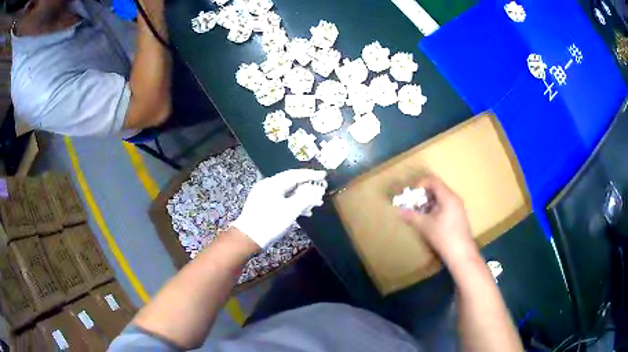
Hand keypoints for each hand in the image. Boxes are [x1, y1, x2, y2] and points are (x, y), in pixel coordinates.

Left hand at [231, 169, 326, 248]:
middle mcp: (268, 186)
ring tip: (316, 204)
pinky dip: (295, 204)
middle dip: (308, 187)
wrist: (248, 238)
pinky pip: (283, 200)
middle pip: (292, 183)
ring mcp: (265, 196)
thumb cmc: (269, 222)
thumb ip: (305, 197)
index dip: (311, 175)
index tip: (324, 175)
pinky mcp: (265, 206)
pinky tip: (304, 212)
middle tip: (322, 190)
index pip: (295, 175)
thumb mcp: (290, 210)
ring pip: (288, 193)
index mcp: (273, 184)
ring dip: (303, 197)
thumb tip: (316, 189)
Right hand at [399, 175, 477, 264]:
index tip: (412, 196)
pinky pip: (445, 205)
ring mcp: (458, 207)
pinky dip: (435, 208)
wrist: (461, 254)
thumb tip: (399, 210)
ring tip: (419, 213)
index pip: (433, 181)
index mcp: (448, 197)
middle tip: (413, 204)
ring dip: (428, 202)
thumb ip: (412, 216)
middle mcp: (454, 198)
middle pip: (437, 188)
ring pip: (441, 197)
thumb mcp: (425, 226)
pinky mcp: (458, 216)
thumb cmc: (444, 237)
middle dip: (423, 195)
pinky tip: (429, 221)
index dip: (420, 185)